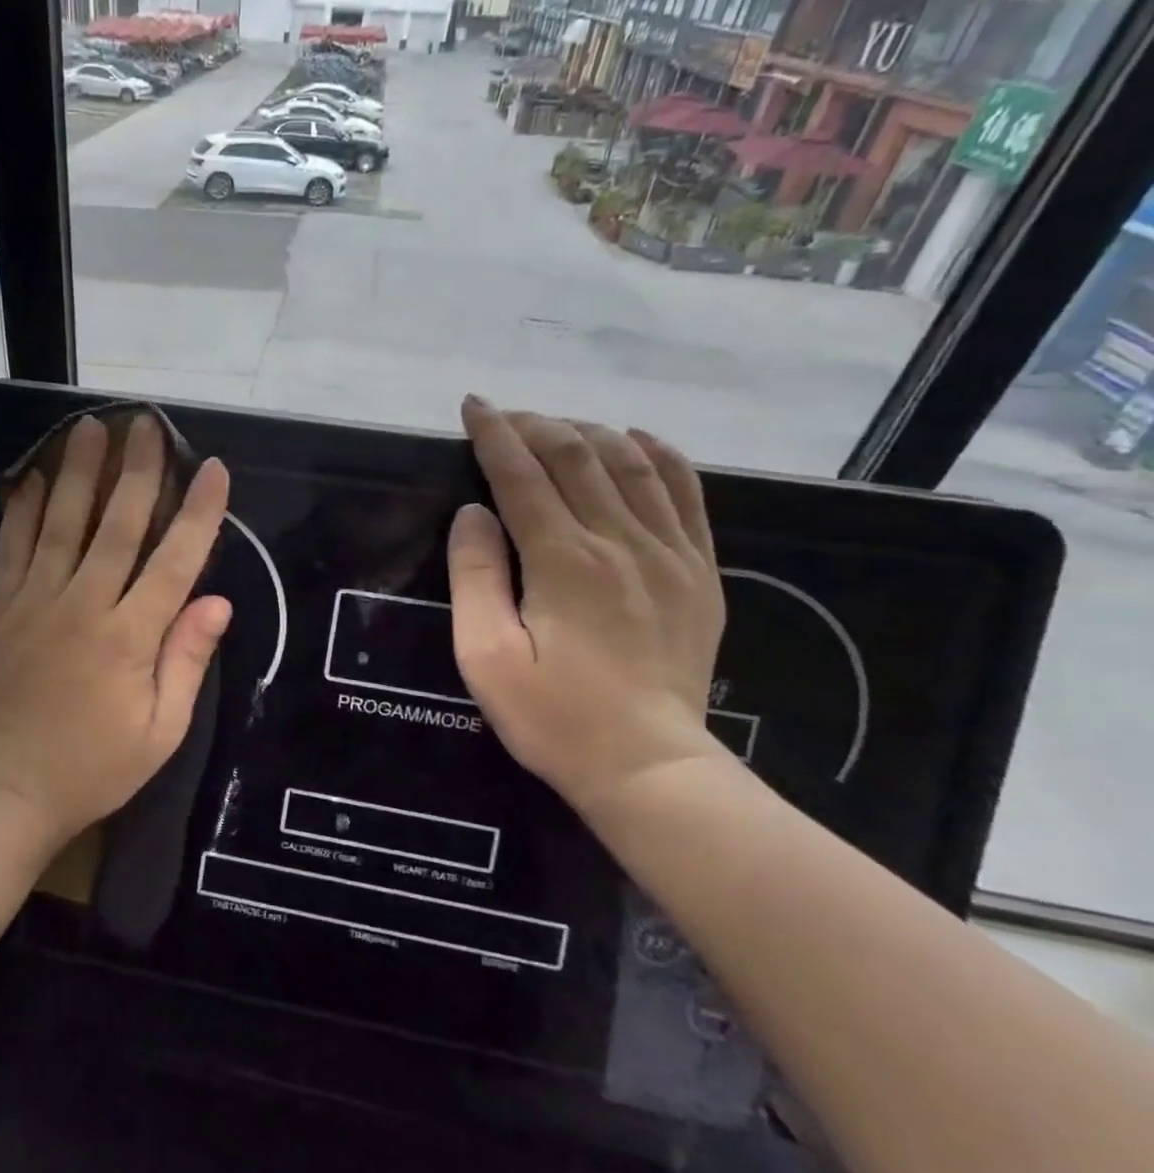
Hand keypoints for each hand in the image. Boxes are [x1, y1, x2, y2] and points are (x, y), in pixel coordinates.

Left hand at [0, 412, 232, 848]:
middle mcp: (82, 606)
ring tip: (89, 427)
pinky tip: (29, 475)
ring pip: (60, 522)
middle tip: (146, 424)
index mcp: (128, 638)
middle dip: (136, 470)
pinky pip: (11, 547)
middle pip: (116, 525)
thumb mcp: (160, 732)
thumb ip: (186, 661)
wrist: (6, 791)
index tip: (212, 470)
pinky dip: (20, 508)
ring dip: (77, 471)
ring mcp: (34, 602)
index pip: (174, 561)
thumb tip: (218, 602)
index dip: (198, 512)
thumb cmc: (94, 767)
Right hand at [448, 398, 727, 809]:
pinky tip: (636, 439)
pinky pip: (686, 491)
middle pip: (576, 456)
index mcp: (563, 561)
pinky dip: (659, 454)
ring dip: (587, 432)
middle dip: (535, 425)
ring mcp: (669, 552)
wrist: (648, 766)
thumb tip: (472, 512)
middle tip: (504, 417)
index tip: (473, 406)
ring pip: (630, 463)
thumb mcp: (485, 656)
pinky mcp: (699, 570)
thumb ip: (475, 577)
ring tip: (555, 426)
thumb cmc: (552, 716)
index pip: (522, 475)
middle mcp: (620, 541)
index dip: (495, 434)